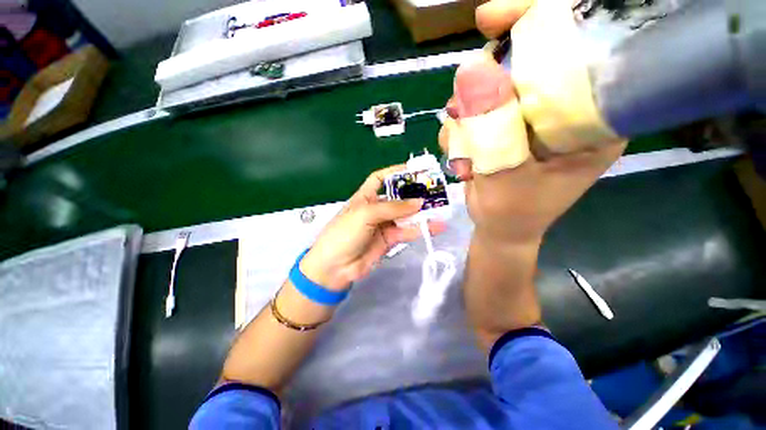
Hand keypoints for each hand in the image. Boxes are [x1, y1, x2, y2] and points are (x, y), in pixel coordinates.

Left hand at [300, 165, 445, 290]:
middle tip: (434, 190)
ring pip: (406, 216)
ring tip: (441, 208)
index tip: (414, 170)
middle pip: (398, 197)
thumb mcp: (366, 214)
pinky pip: (407, 231)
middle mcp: (376, 208)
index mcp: (365, 197)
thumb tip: (419, 202)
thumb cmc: (345, 233)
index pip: (380, 178)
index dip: (395, 172)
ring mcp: (384, 225)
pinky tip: (436, 227)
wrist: (335, 267)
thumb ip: (393, 208)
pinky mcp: (390, 240)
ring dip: (422, 213)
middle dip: (414, 193)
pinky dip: (421, 229)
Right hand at [441, 0, 625, 244]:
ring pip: (488, 88)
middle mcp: (561, 108)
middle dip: (484, 82)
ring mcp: (527, 117)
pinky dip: (458, 131)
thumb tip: (470, 68)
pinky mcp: (502, 127)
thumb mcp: (508, 176)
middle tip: (465, 111)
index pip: (576, 44)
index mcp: (590, 115)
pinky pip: (472, 112)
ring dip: (465, 116)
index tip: (491, 18)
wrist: (499, 228)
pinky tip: (462, 157)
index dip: (536, 20)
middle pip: (522, 61)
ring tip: (464, 151)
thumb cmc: (516, 213)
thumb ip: (492, 129)